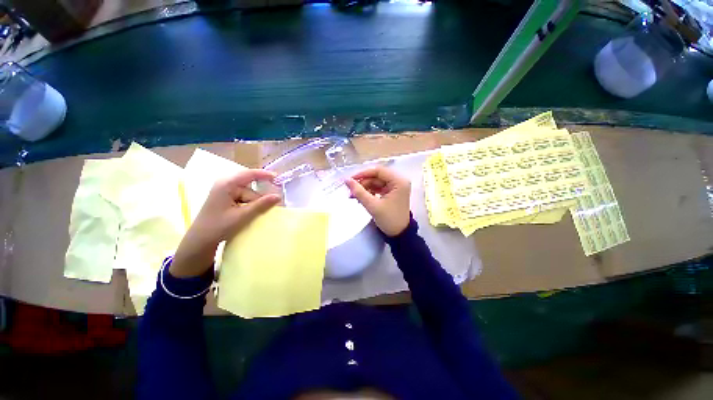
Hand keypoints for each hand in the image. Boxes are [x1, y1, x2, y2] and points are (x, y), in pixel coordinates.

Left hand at [170, 169, 280, 277]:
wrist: (201, 240)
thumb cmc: (219, 226)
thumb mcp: (242, 215)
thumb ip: (261, 205)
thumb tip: (278, 196)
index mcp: (227, 184)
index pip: (249, 174)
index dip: (265, 175)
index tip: (278, 178)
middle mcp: (225, 184)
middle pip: (250, 187)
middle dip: (260, 197)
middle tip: (272, 205)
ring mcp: (225, 192)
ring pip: (248, 194)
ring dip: (255, 203)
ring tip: (257, 215)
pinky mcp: (226, 199)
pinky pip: (243, 198)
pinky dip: (250, 205)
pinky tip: (251, 213)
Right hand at [345, 165, 410, 236]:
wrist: (399, 234)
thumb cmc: (389, 219)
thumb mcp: (372, 205)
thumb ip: (359, 192)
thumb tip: (346, 180)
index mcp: (398, 181)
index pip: (379, 171)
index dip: (363, 174)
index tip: (350, 179)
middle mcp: (398, 181)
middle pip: (377, 176)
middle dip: (363, 183)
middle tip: (350, 191)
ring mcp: (395, 187)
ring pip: (376, 182)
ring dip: (364, 188)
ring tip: (353, 196)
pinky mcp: (391, 193)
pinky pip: (378, 188)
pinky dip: (369, 192)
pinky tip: (360, 198)